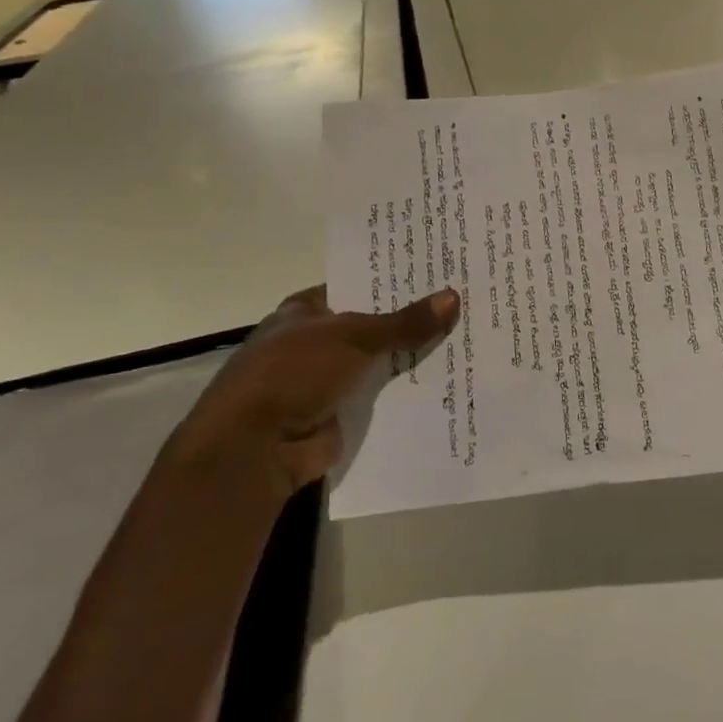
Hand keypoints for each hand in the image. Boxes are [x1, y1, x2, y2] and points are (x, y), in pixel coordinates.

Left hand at [178, 285, 460, 499]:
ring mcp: (328, 380)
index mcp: (307, 311)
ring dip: (414, 356)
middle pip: (374, 325)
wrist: (256, 447)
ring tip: (467, 339)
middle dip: (412, 320)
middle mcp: (316, 341)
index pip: (358, 286)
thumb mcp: (353, 337)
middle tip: (464, 303)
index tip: (439, 274)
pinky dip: (408, 391)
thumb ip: (404, 322)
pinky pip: (383, 397)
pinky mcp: (341, 414)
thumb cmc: (294, 373)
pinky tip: (449, 380)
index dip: (395, 281)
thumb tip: (453, 297)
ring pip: (381, 362)